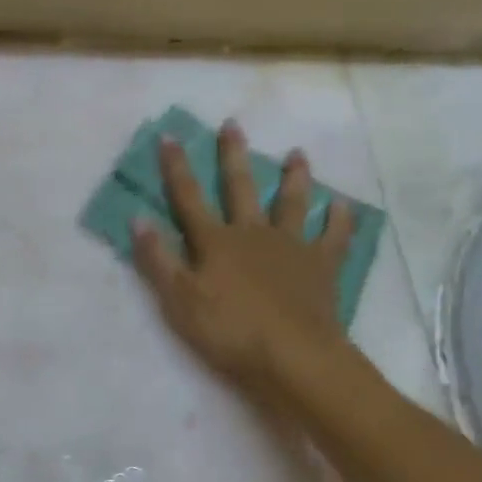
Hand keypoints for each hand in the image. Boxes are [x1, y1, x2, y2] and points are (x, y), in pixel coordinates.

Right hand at [132, 121, 352, 389]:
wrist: (292, 356)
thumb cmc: (230, 331)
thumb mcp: (179, 301)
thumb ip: (157, 260)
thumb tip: (137, 218)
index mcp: (216, 242)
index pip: (189, 198)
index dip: (177, 168)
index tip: (169, 136)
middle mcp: (253, 233)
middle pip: (241, 188)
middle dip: (233, 156)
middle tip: (233, 124)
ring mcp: (291, 247)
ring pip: (292, 203)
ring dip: (294, 177)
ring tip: (297, 154)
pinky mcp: (321, 266)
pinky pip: (333, 237)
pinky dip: (339, 221)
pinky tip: (343, 205)